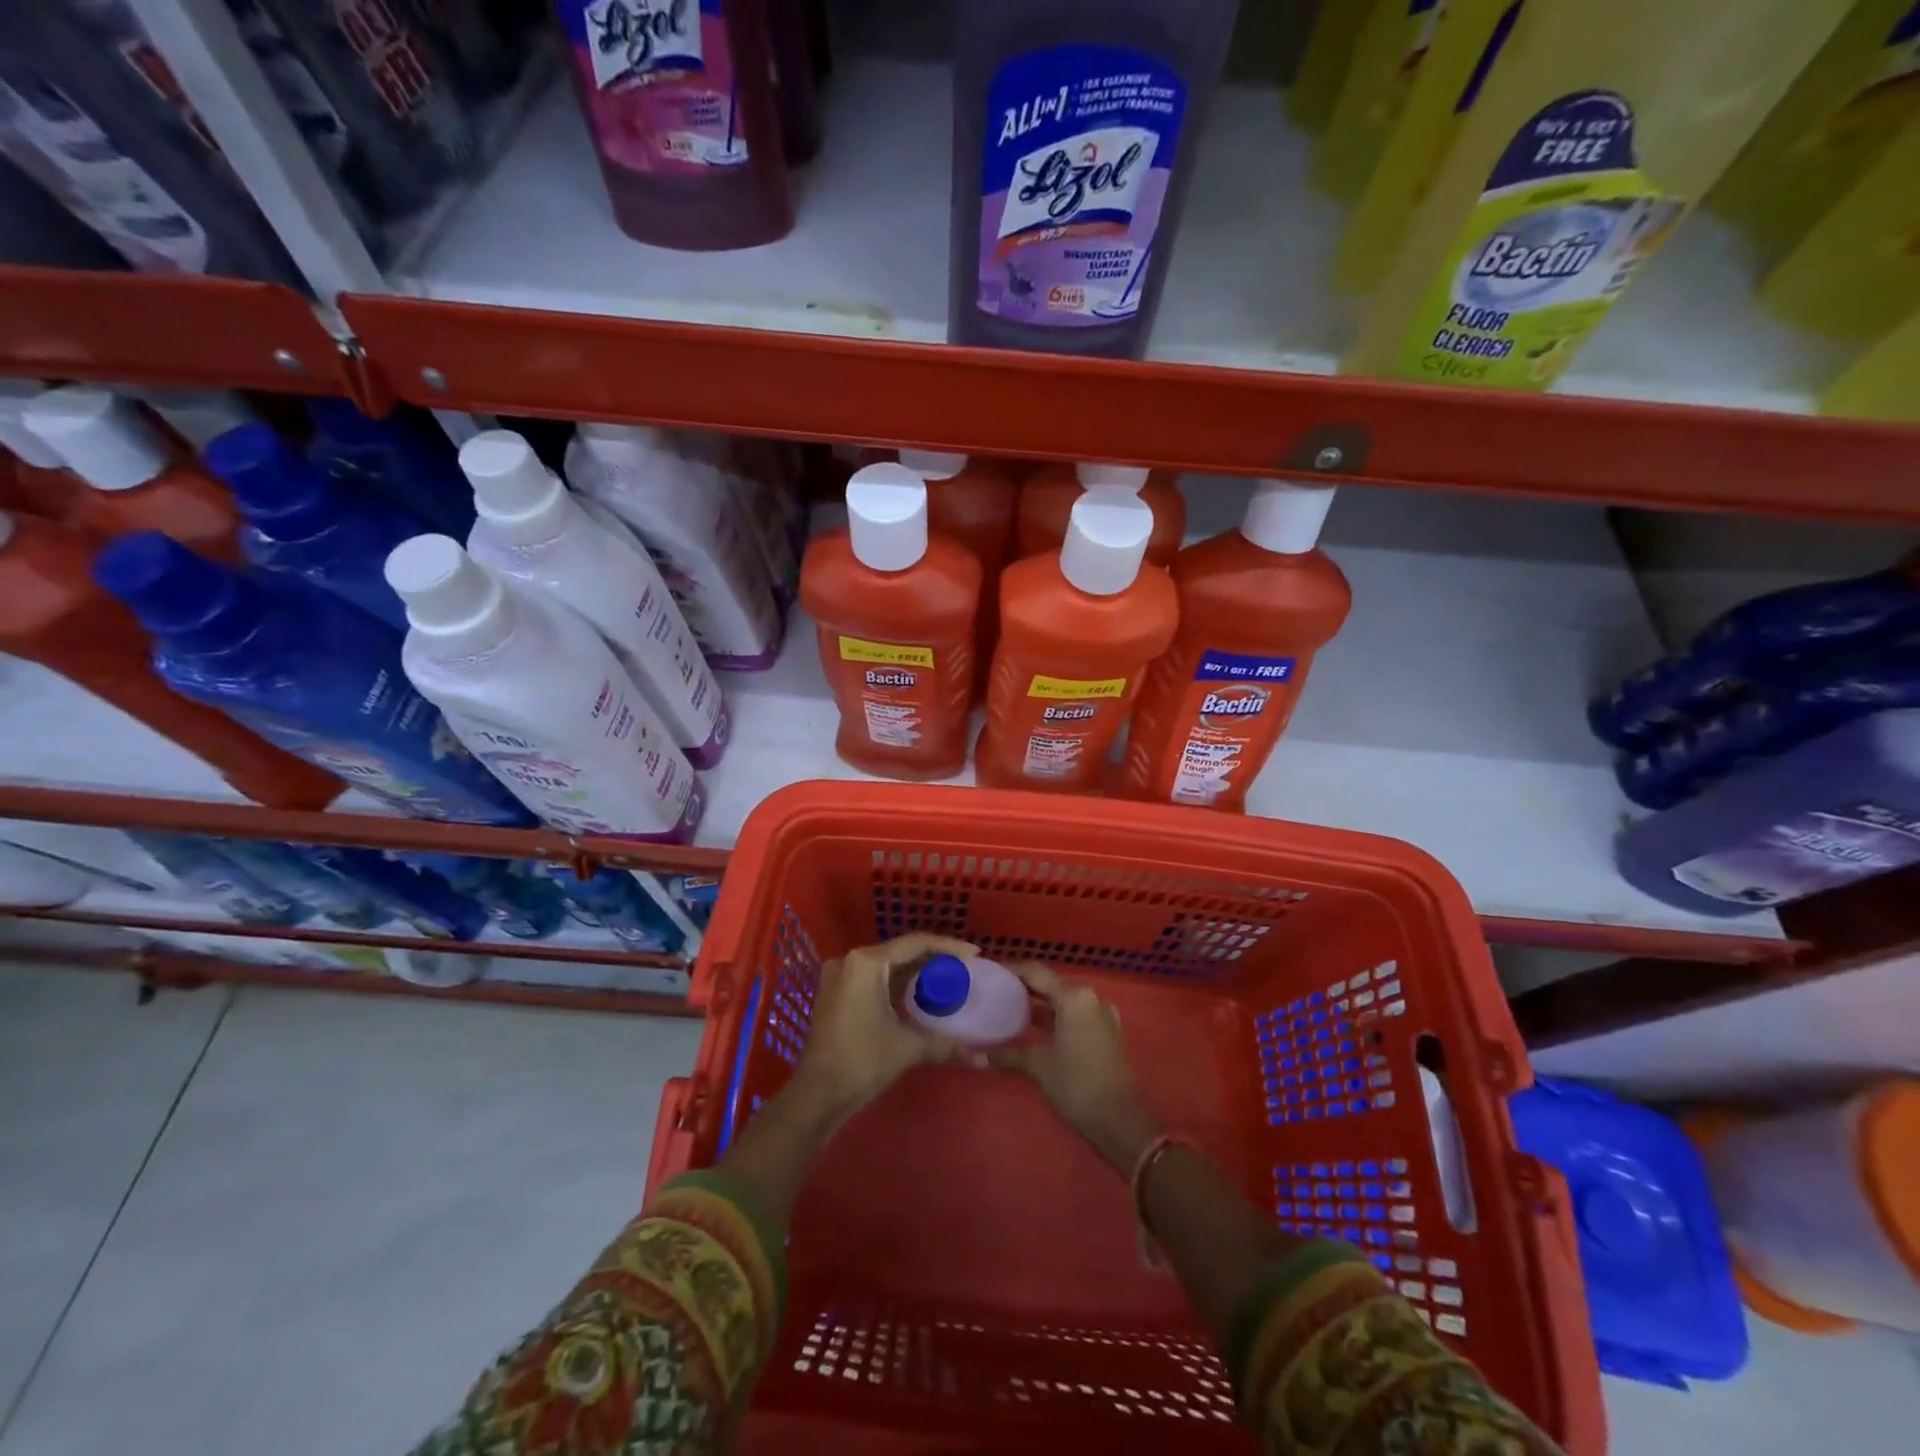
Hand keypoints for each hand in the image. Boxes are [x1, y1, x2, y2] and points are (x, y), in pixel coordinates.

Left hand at [788, 932, 977, 1124]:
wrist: (816, 1095)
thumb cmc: (862, 1062)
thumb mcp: (907, 1047)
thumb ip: (945, 1043)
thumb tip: (982, 1057)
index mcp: (866, 962)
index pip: (915, 944)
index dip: (948, 947)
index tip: (974, 954)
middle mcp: (851, 960)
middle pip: (901, 951)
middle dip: (933, 959)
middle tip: (964, 968)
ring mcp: (840, 976)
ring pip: (887, 965)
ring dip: (916, 971)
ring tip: (948, 978)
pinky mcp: (837, 993)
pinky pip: (875, 978)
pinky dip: (898, 983)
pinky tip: (920, 993)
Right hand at [987, 962, 1161, 1172]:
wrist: (1121, 1121)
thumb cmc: (1077, 1085)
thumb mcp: (1039, 1066)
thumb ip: (1007, 1056)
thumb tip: (974, 1056)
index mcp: (1074, 997)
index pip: (1036, 972)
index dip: (1011, 970)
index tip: (988, 971)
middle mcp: (1089, 998)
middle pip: (1050, 983)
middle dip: (1023, 986)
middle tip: (993, 989)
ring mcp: (1100, 1014)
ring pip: (1062, 999)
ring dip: (1038, 1002)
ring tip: (1007, 1005)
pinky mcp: (1104, 1031)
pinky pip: (1073, 1014)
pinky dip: (1053, 1016)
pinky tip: (1033, 1027)